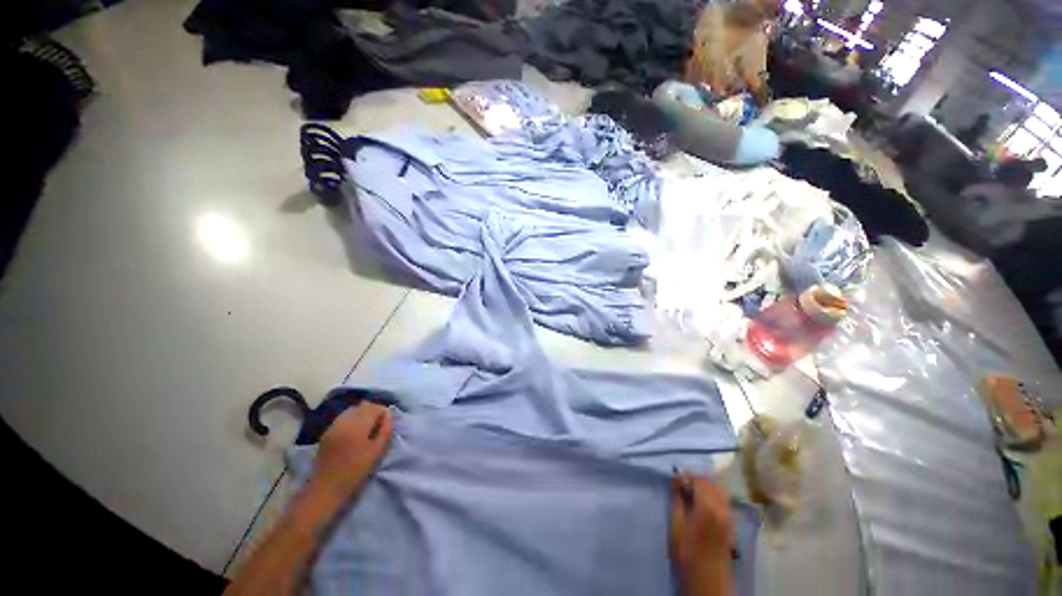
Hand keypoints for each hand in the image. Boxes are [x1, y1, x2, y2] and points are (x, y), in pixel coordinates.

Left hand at [308, 402, 392, 500]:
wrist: (326, 488)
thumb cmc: (355, 471)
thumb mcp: (376, 452)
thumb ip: (385, 431)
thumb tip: (388, 416)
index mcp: (357, 425)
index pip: (375, 407)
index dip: (384, 412)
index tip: (387, 423)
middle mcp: (344, 421)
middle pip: (363, 405)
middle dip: (373, 411)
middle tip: (378, 424)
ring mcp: (334, 425)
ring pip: (352, 410)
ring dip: (362, 414)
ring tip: (366, 428)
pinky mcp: (327, 432)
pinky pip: (343, 417)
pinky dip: (352, 419)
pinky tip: (354, 432)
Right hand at [670, 474, 733, 595]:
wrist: (707, 579)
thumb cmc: (687, 552)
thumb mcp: (676, 524)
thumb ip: (677, 498)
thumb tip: (674, 478)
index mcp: (708, 507)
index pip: (700, 478)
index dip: (686, 475)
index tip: (674, 480)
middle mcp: (722, 508)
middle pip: (712, 481)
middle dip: (696, 478)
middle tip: (681, 485)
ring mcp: (729, 515)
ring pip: (719, 488)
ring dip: (705, 485)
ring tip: (690, 493)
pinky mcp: (731, 523)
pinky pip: (723, 499)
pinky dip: (712, 494)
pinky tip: (700, 503)